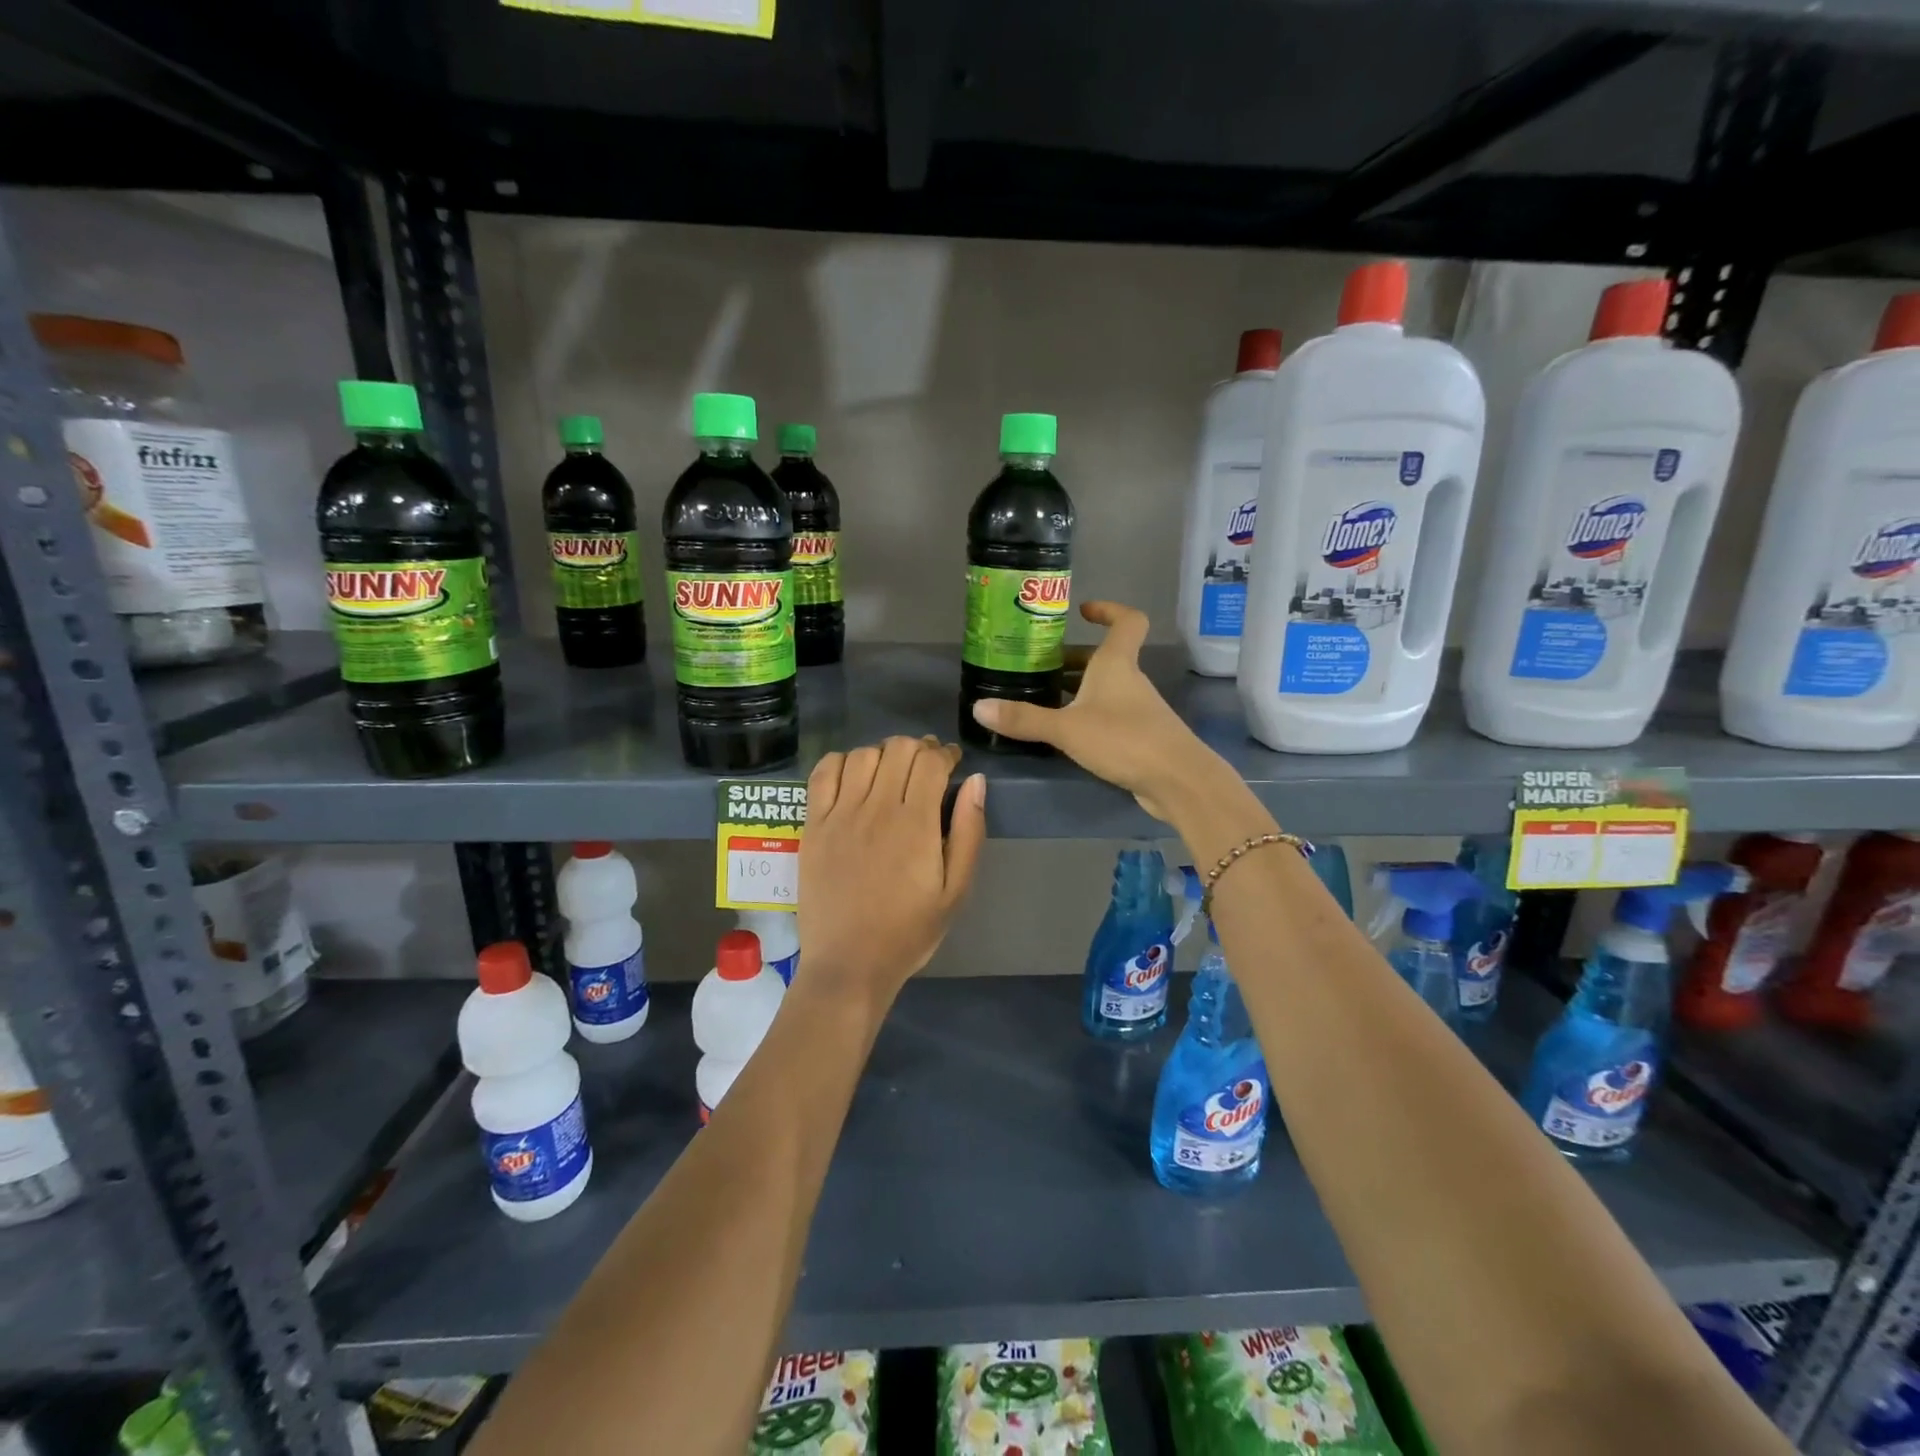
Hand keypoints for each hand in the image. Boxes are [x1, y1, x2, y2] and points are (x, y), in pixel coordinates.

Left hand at [797, 736, 986, 1011]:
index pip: (931, 761)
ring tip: (891, 773)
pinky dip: (842, 762)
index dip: (945, 752)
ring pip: (863, 754)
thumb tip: (976, 781)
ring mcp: (839, 815)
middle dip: (918, 748)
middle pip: (898, 748)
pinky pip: (823, 773)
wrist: (849, 964)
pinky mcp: (813, 825)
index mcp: (916, 824)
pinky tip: (853, 776)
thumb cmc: (909, 931)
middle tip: (925, 767)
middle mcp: (876, 809)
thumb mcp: (956, 890)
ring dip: (883, 754)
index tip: (951, 761)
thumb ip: (969, 831)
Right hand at [969, 601, 1226, 821]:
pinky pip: (1109, 716)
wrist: (1177, 780)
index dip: (1108, 610)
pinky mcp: (1140, 737)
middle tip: (1038, 666)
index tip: (1083, 612)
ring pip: (1105, 689)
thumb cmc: (1124, 739)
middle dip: (1072, 660)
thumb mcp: (1067, 728)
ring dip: (1077, 690)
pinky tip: (1065, 735)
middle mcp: (1130, 681)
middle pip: (1104, 659)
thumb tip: (978, 708)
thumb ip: (1024, 719)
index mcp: (1116, 664)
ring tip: (1042, 700)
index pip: (1126, 621)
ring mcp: (1138, 710)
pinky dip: (1087, 717)